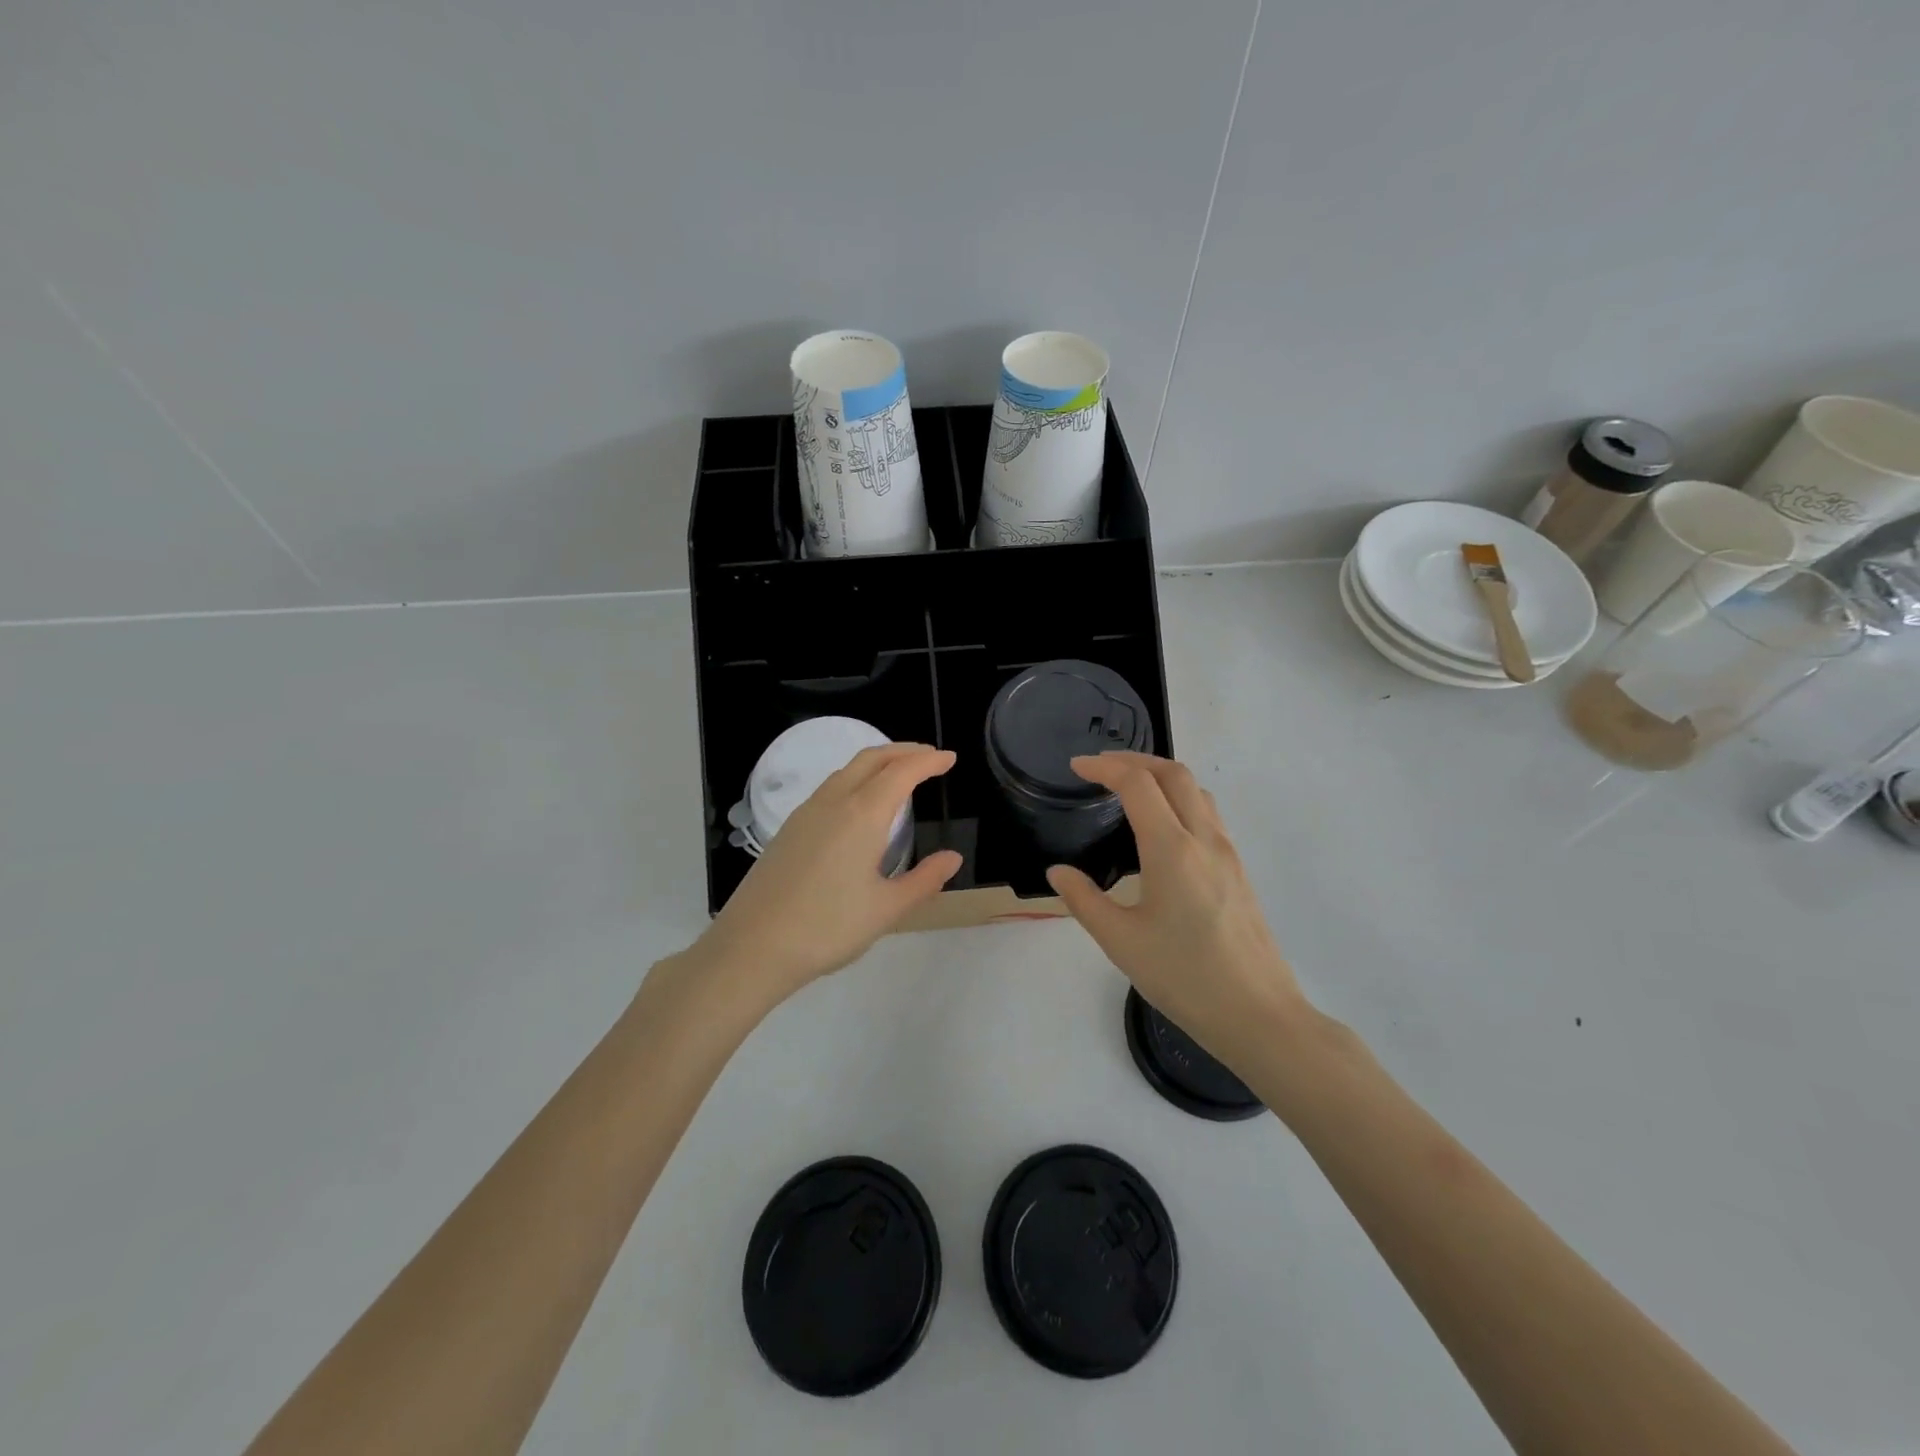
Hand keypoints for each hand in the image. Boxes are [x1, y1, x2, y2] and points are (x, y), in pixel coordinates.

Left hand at [693, 743, 962, 1010]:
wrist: (753, 946)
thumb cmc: (827, 927)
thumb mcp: (886, 909)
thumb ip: (924, 880)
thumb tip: (952, 858)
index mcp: (863, 815)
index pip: (902, 772)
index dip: (928, 761)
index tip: (949, 758)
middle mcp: (834, 802)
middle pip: (871, 759)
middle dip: (903, 751)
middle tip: (929, 757)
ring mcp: (806, 813)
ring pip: (847, 771)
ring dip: (877, 763)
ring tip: (898, 776)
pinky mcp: (789, 829)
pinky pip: (829, 788)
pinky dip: (855, 780)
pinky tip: (859, 806)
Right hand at [1046, 752, 1309, 1070]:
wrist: (1258, 1015)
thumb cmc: (1184, 977)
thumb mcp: (1121, 941)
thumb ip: (1084, 900)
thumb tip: (1058, 872)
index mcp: (1171, 850)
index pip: (1137, 784)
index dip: (1104, 767)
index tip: (1076, 766)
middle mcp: (1204, 839)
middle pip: (1174, 773)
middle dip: (1135, 760)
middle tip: (1101, 767)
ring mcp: (1228, 853)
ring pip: (1197, 791)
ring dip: (1162, 776)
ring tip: (1130, 789)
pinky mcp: (1239, 870)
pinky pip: (1209, 814)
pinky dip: (1181, 799)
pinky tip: (1163, 828)